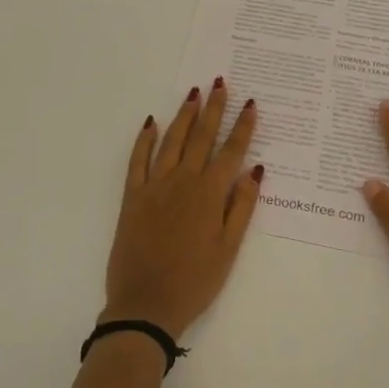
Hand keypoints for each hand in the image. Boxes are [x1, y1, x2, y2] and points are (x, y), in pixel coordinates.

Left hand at [103, 79, 262, 340]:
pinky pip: (138, 160)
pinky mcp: (132, 196)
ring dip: (184, 115)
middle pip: (201, 137)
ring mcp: (155, 186)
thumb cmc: (195, 282)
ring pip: (172, 141)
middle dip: (213, 108)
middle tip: (220, 83)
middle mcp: (183, 182)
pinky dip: (145, 139)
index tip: (250, 104)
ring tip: (194, 93)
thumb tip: (256, 170)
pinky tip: (152, 122)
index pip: (231, 152)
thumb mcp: (228, 249)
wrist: (146, 305)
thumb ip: (241, 207)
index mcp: (209, 195)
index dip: (242, 127)